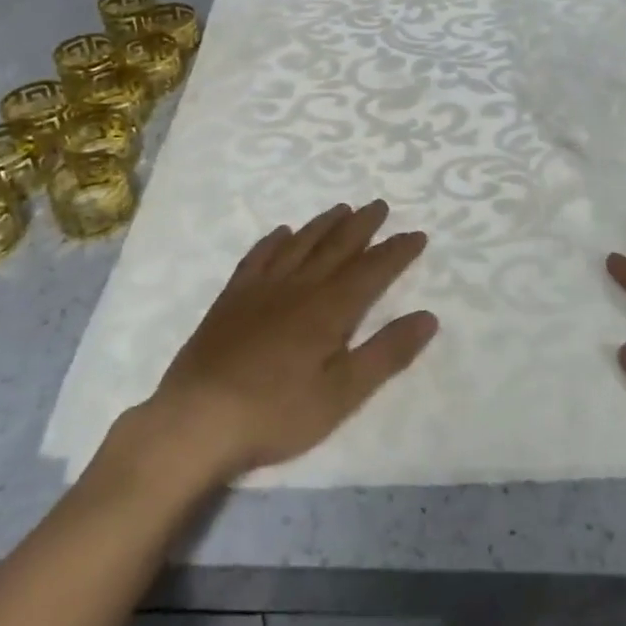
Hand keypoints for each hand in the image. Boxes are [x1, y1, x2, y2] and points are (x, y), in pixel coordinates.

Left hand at [121, 201, 437, 485]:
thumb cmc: (276, 413)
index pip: (372, 270)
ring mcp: (262, 288)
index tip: (417, 234)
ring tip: (342, 208)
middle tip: (380, 205)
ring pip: (301, 244)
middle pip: (337, 246)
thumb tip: (428, 317)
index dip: (397, 252)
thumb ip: (386, 353)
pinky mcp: (232, 298)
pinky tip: (281, 233)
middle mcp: (299, 286)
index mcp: (330, 309)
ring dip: (324, 224)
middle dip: (363, 225)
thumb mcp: (342, 394)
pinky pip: (258, 257)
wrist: (197, 419)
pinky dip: (273, 241)